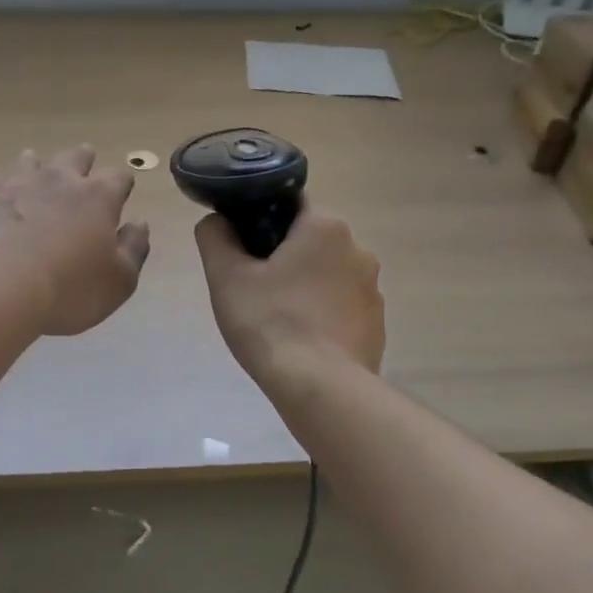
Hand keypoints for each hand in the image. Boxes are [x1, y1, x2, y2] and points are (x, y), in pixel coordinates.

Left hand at [0, 147, 150, 335]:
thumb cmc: (69, 289)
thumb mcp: (119, 281)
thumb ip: (134, 249)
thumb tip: (140, 224)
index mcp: (98, 197)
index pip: (118, 178)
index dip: (122, 184)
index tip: (122, 190)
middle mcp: (61, 181)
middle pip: (76, 158)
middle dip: (84, 159)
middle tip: (85, 159)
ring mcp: (20, 185)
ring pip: (32, 162)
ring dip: (39, 163)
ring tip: (37, 163)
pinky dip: (1, 184)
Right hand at [194, 202, 384, 389]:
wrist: (320, 388)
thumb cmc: (270, 323)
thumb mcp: (226, 277)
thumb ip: (215, 237)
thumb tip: (216, 221)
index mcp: (325, 228)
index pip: (292, 204)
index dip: (262, 219)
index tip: (244, 247)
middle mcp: (358, 250)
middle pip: (311, 241)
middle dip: (284, 257)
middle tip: (253, 285)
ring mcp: (373, 290)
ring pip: (327, 275)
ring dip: (305, 286)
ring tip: (277, 318)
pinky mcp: (377, 324)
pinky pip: (342, 307)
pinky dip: (323, 315)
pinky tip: (302, 340)